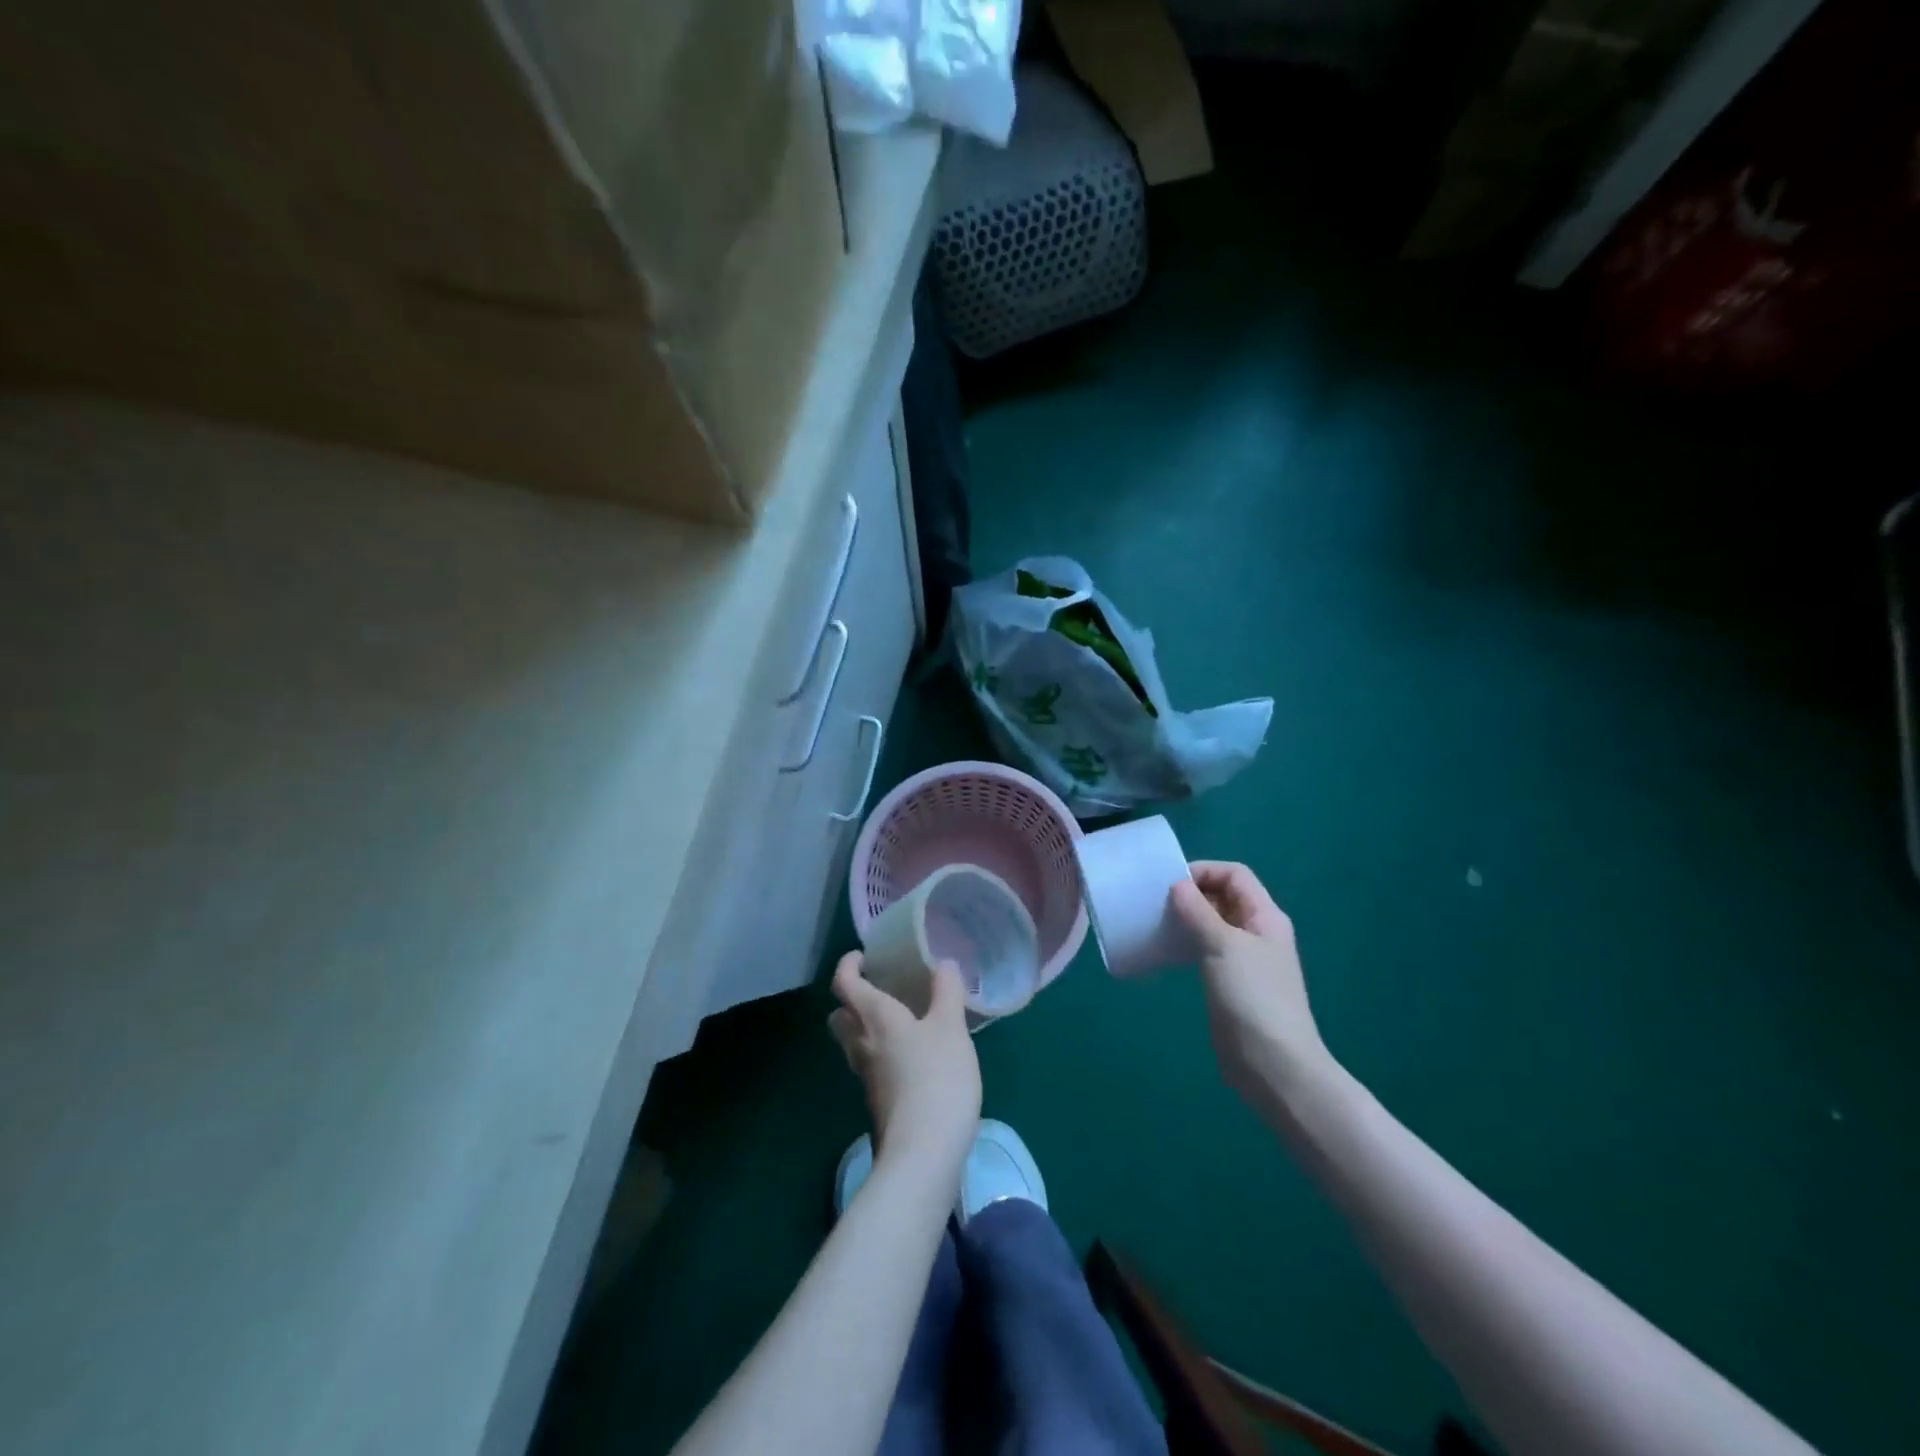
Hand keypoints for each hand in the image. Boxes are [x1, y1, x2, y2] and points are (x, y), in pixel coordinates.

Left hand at [829, 953, 981, 1183]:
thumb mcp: (951, 1028)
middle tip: (877, 990)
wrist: (924, 1153)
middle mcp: (862, 1044)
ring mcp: (867, 1078)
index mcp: (875, 1018)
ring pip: (853, 1044)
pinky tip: (911, 1058)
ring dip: (865, 1029)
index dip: (847, 966)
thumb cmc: (937, 1077)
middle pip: (839, 1017)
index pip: (844, 984)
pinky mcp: (878, 1103)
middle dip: (850, 1001)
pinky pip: (870, 1067)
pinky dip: (882, 1054)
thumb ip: (946, 992)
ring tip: (899, 1022)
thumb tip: (943, 962)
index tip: (861, 956)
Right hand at [1170, 861, 1332, 1112]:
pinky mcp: (1230, 984)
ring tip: (1157, 924)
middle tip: (1156, 904)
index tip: (1169, 885)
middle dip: (1191, 894)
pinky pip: (1206, 951)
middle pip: (1224, 897)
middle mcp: (1257, 932)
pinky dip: (1187, 944)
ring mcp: (1245, 960)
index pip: (1234, 875)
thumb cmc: (1253, 997)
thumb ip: (1199, 912)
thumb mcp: (1223, 946)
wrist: (1274, 1065)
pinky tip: (1166, 952)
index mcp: (1265, 917)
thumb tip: (1177, 885)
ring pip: (1213, 924)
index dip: (1203, 872)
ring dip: (1186, 919)